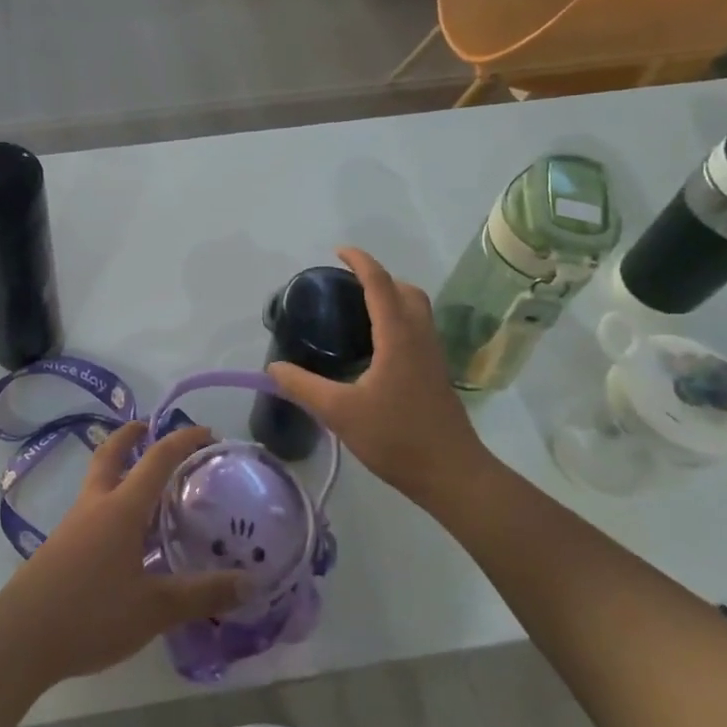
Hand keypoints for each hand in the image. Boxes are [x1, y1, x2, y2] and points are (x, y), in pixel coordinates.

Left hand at [0, 423, 244, 690]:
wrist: (20, 637)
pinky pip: (93, 509)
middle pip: (111, 453)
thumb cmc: (91, 614)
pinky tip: (127, 537)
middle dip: (132, 435)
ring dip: (121, 469)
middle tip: (152, 428)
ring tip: (150, 487)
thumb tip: (250, 582)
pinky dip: (112, 503)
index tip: (208, 433)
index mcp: (122, 508)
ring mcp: (74, 524)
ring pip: (99, 481)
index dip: (183, 441)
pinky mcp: (61, 546)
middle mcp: (96, 504)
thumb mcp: (155, 609)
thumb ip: (202, 594)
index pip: (157, 459)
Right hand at [267, 246, 490, 501]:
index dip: (361, 263)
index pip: (380, 285)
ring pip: (417, 311)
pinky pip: (418, 330)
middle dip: (380, 278)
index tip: (339, 252)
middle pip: (406, 291)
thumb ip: (303, 386)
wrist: (452, 475)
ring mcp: (432, 356)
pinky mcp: (436, 375)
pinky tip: (375, 348)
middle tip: (348, 286)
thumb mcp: (339, 412)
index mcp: (397, 337)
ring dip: (392, 298)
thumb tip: (274, 367)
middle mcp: (419, 338)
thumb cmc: (396, 438)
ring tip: (359, 311)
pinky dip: (398, 320)